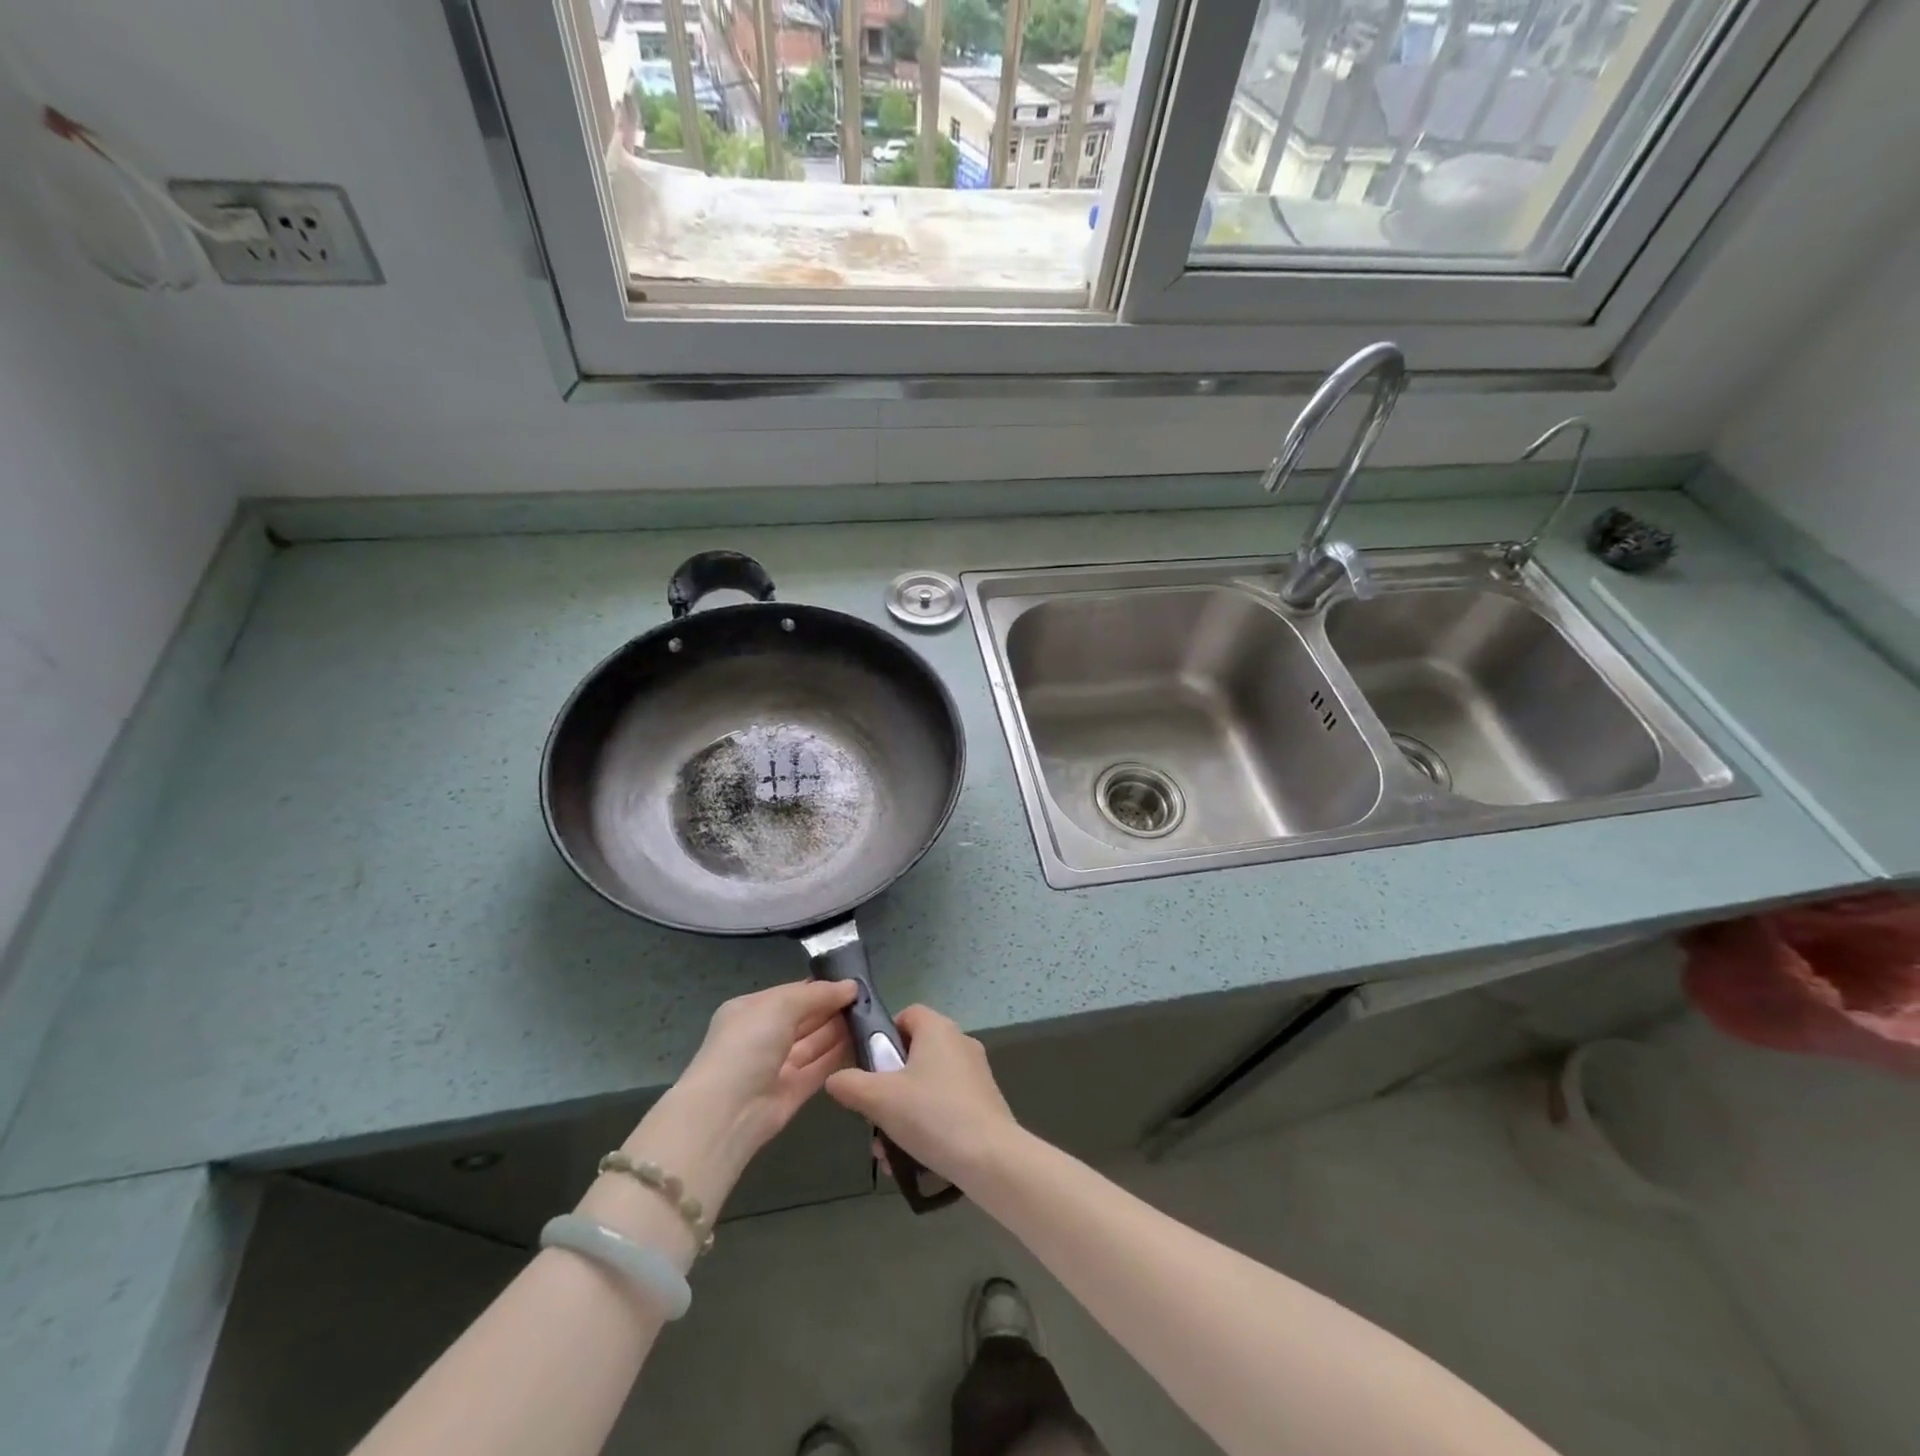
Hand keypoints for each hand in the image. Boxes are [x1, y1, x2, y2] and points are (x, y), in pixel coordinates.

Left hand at [613, 980, 856, 1232]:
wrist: (727, 1112)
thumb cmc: (748, 1044)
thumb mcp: (780, 1005)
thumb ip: (817, 994)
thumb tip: (850, 986)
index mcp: (752, 1011)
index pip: (792, 994)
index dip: (822, 988)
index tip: (854, 984)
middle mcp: (764, 1037)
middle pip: (806, 1018)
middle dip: (833, 1009)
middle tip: (869, 1001)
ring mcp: (778, 1066)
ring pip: (815, 1043)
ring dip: (840, 1031)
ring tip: (872, 1018)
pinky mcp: (792, 1092)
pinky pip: (819, 1068)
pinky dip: (839, 1056)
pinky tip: (864, 1043)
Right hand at [824, 1005, 1019, 1191]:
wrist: (990, 1158)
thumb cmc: (932, 1115)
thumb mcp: (879, 1099)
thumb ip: (850, 1084)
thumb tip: (835, 1079)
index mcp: (938, 1029)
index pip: (907, 1014)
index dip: (883, 1035)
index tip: (868, 1066)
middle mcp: (960, 1043)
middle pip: (914, 1054)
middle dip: (888, 1086)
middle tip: (873, 1114)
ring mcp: (975, 1074)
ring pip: (927, 1086)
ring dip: (902, 1113)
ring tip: (886, 1150)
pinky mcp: (984, 1103)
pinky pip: (945, 1106)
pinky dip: (926, 1125)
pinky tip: (910, 1159)